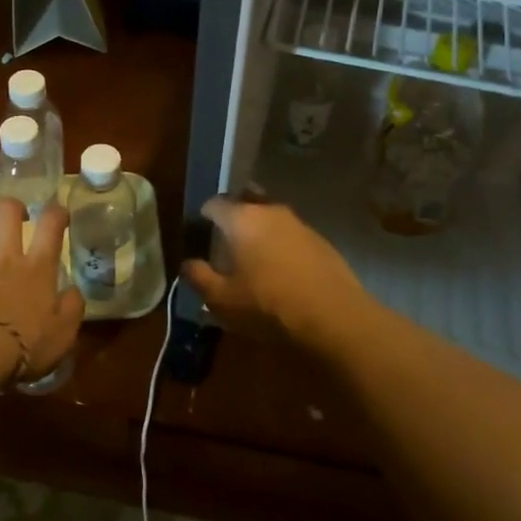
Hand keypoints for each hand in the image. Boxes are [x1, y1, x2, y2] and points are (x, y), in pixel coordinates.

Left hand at [0, 197, 82, 388]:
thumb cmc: (25, 345)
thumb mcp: (63, 334)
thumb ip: (72, 308)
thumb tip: (73, 291)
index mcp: (37, 268)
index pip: (50, 225)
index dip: (57, 212)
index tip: (60, 213)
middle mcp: (5, 260)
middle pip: (6, 214)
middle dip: (12, 207)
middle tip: (17, 215)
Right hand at [180, 195, 373, 348]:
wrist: (333, 317)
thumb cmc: (268, 304)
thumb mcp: (222, 299)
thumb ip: (199, 278)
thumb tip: (187, 264)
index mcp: (242, 218)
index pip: (215, 203)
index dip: (204, 215)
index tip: (200, 231)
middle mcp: (271, 211)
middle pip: (246, 203)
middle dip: (234, 217)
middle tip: (225, 240)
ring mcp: (300, 224)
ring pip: (271, 218)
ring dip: (260, 231)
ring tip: (252, 257)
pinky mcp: (321, 241)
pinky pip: (291, 235)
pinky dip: (281, 245)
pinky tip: (280, 269)